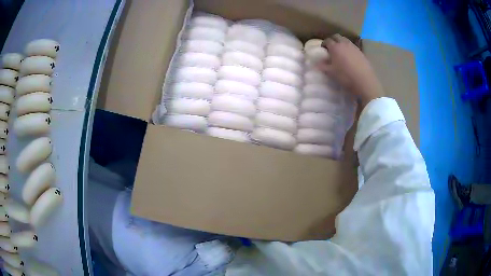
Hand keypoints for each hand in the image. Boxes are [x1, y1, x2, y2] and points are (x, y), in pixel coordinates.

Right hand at [319, 34, 383, 106]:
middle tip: (331, 47)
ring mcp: (353, 47)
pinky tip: (350, 56)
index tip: (323, 48)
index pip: (327, 41)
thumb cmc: (346, 76)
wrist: (364, 81)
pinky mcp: (361, 52)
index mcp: (335, 47)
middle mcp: (344, 44)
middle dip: (333, 40)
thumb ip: (323, 66)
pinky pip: (352, 46)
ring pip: (345, 40)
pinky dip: (349, 48)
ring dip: (341, 43)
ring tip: (341, 51)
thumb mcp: (331, 73)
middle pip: (336, 37)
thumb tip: (316, 63)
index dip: (324, 44)